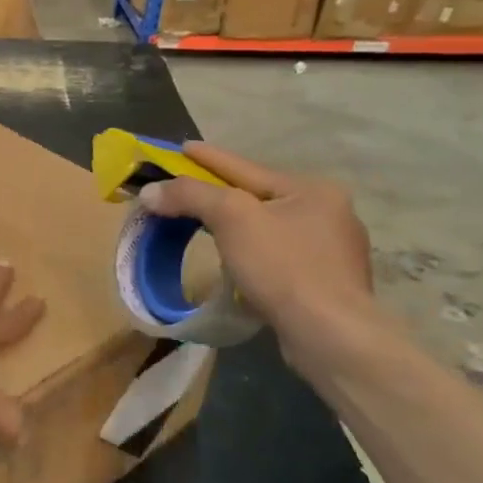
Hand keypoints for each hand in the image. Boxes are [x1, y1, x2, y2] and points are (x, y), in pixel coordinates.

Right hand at [139, 143, 373, 347]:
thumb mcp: (231, 218)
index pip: (247, 168)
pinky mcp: (326, 286)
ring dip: (237, 228)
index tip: (182, 147)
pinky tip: (239, 264)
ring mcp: (332, 253)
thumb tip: (150, 191)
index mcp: (313, 190)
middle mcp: (329, 214)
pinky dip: (253, 256)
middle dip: (223, 194)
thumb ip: (190, 195)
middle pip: (259, 198)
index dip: (209, 158)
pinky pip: (278, 259)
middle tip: (187, 190)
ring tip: (208, 227)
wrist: (330, 334)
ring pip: (269, 230)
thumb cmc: (283, 266)